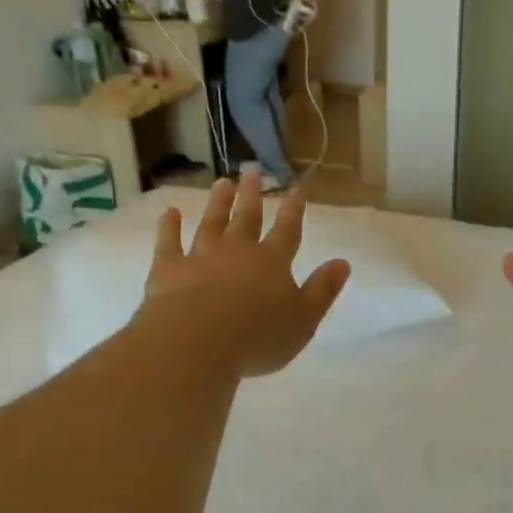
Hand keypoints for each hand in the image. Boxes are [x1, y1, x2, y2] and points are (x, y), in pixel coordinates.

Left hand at [139, 176, 349, 377]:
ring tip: (222, 183)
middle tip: (252, 172)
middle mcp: (238, 251)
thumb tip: (343, 263)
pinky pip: (169, 242)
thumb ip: (322, 290)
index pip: (287, 231)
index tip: (295, 190)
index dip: (293, 211)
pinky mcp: (169, 268)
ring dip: (218, 203)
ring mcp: (201, 256)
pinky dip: (169, 226)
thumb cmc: (258, 336)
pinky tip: (170, 212)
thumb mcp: (303, 320)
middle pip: (247, 218)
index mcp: (273, 263)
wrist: (197, 341)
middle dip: (252, 196)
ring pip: (211, 223)